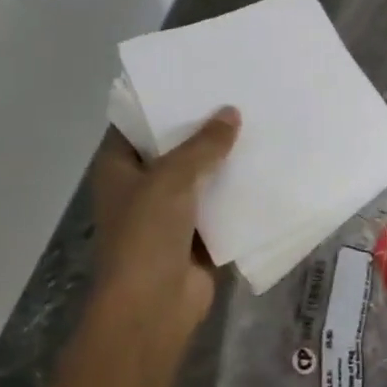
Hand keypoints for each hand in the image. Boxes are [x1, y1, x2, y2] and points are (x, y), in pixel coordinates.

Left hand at [49, 107, 240, 386]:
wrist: (152, 309)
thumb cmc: (146, 236)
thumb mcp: (171, 180)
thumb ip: (203, 145)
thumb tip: (231, 113)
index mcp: (119, 168)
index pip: (136, 123)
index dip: (162, 101)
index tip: (195, 77)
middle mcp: (141, 186)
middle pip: (173, 147)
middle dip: (202, 128)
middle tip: (238, 94)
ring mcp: (170, 212)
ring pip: (200, 175)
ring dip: (224, 159)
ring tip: (259, 124)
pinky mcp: (197, 234)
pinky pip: (219, 204)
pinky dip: (237, 190)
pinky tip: (266, 167)